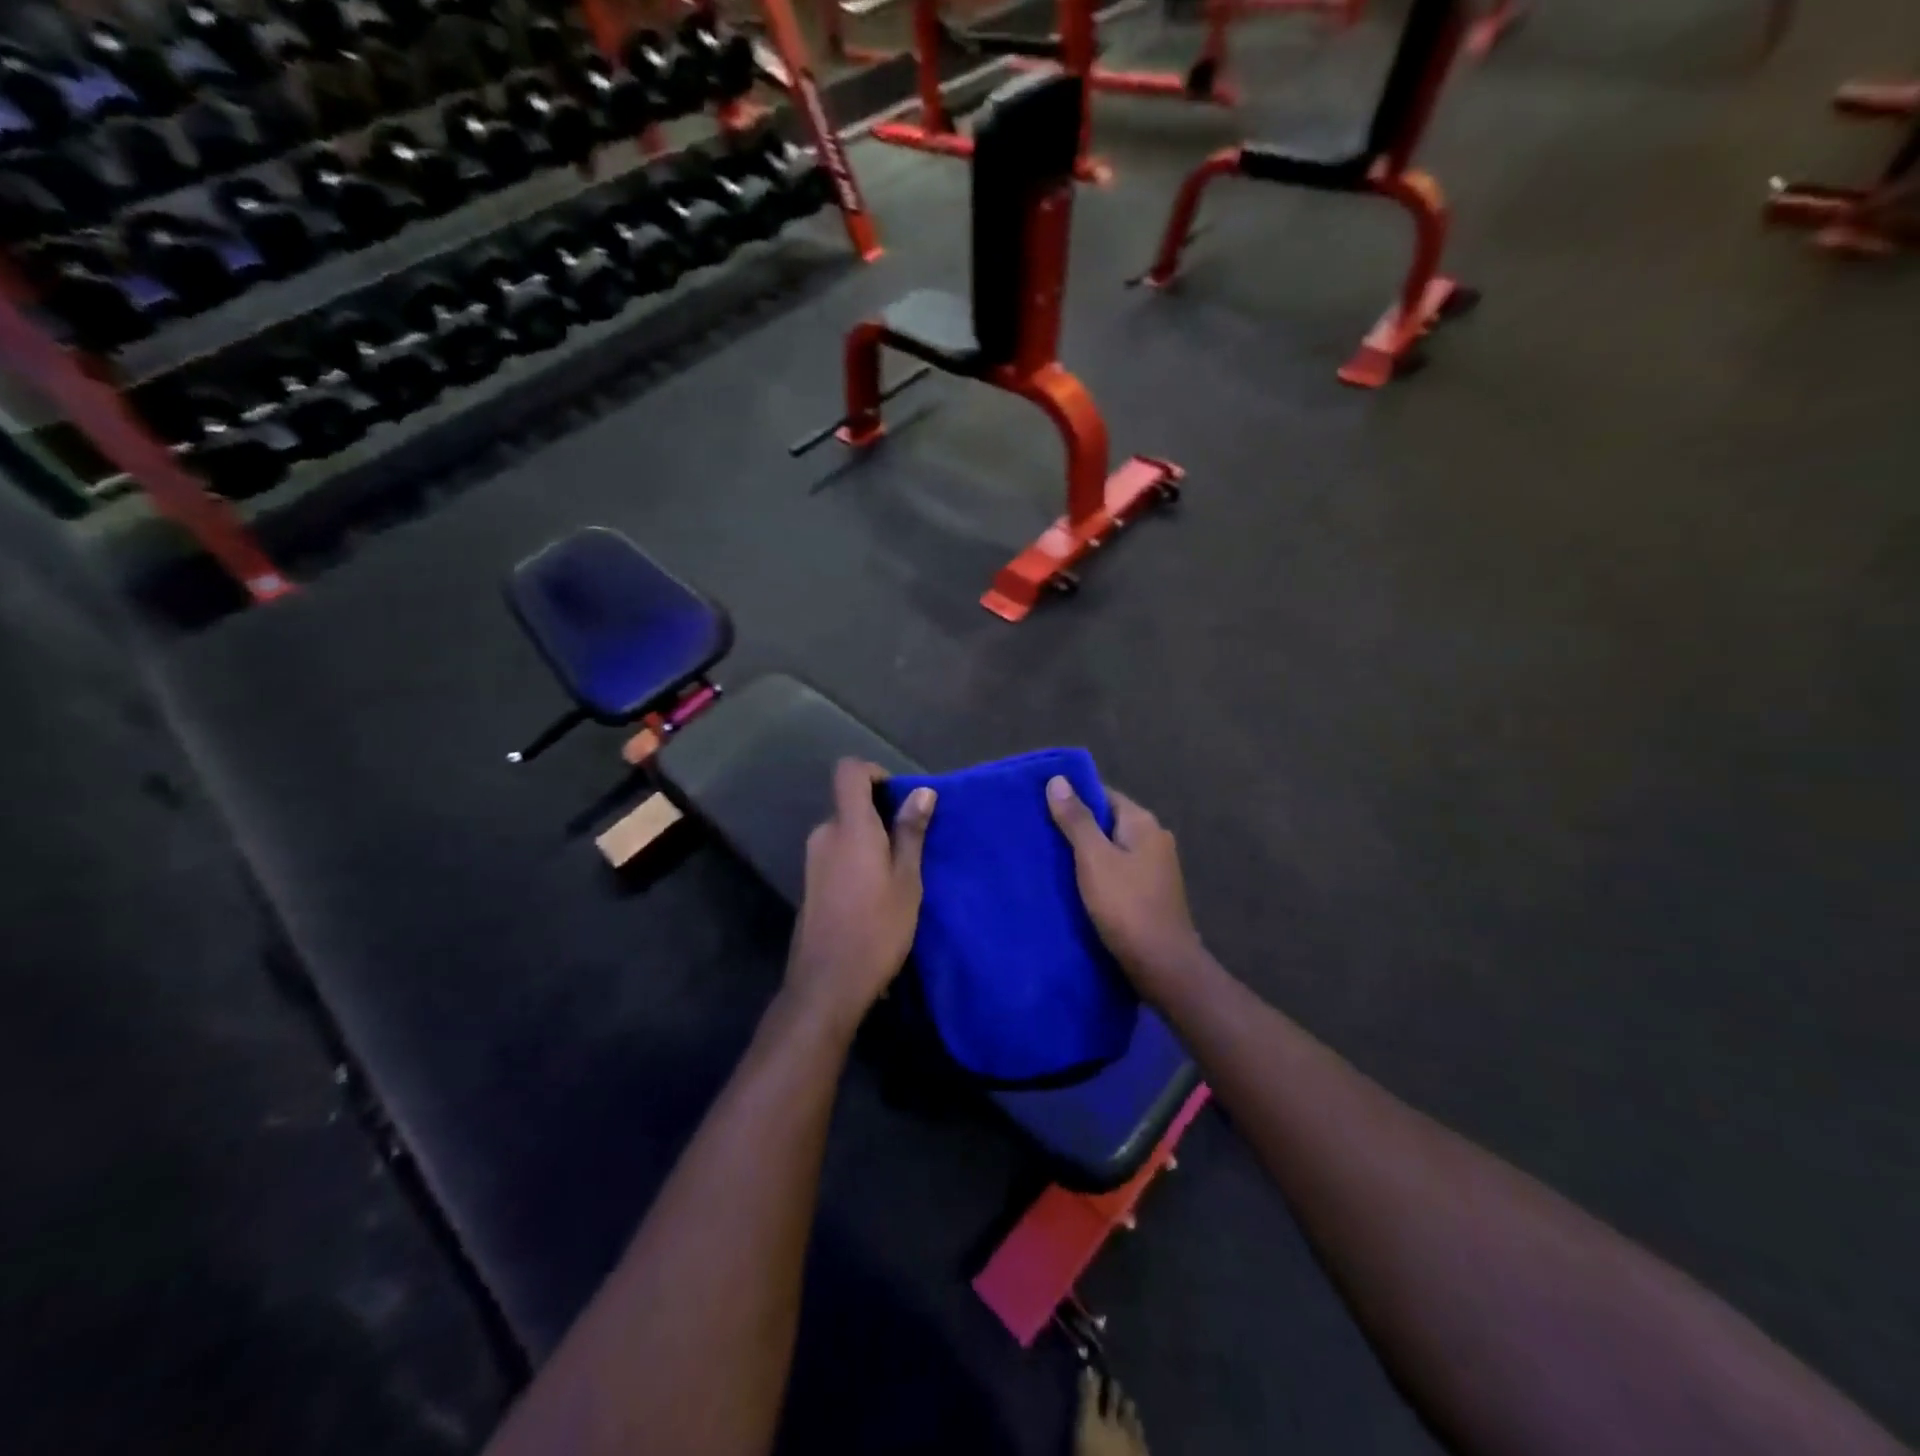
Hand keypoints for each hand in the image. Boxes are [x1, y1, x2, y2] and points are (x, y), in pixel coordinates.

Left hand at [782, 760, 935, 1037]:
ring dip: (869, 840)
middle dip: (879, 814)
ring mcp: (813, 861)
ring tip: (898, 873)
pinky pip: (836, 854)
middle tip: (910, 844)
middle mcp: (824, 835)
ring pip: (844, 832)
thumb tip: (922, 791)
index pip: (849, 772)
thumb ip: (911, 833)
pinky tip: (875, 893)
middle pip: (849, 804)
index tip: (898, 796)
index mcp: (849, 828)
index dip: (873, 772)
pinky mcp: (810, 884)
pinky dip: (856, 859)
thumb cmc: (877, 929)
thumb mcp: (907, 881)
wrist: (827, 984)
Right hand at [1047, 777, 1201, 991]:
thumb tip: (1058, 779)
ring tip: (1049, 859)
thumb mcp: (1094, 859)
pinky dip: (1098, 874)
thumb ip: (1076, 819)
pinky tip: (1074, 886)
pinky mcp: (1151, 893)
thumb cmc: (1126, 906)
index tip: (1042, 804)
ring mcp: (1156, 868)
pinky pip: (1118, 872)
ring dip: (1086, 853)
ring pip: (1112, 849)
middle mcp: (1154, 839)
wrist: (1162, 964)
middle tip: (1039, 833)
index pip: (1104, 795)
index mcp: (1143, 823)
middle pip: (1108, 822)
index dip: (1074, 797)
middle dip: (1077, 827)